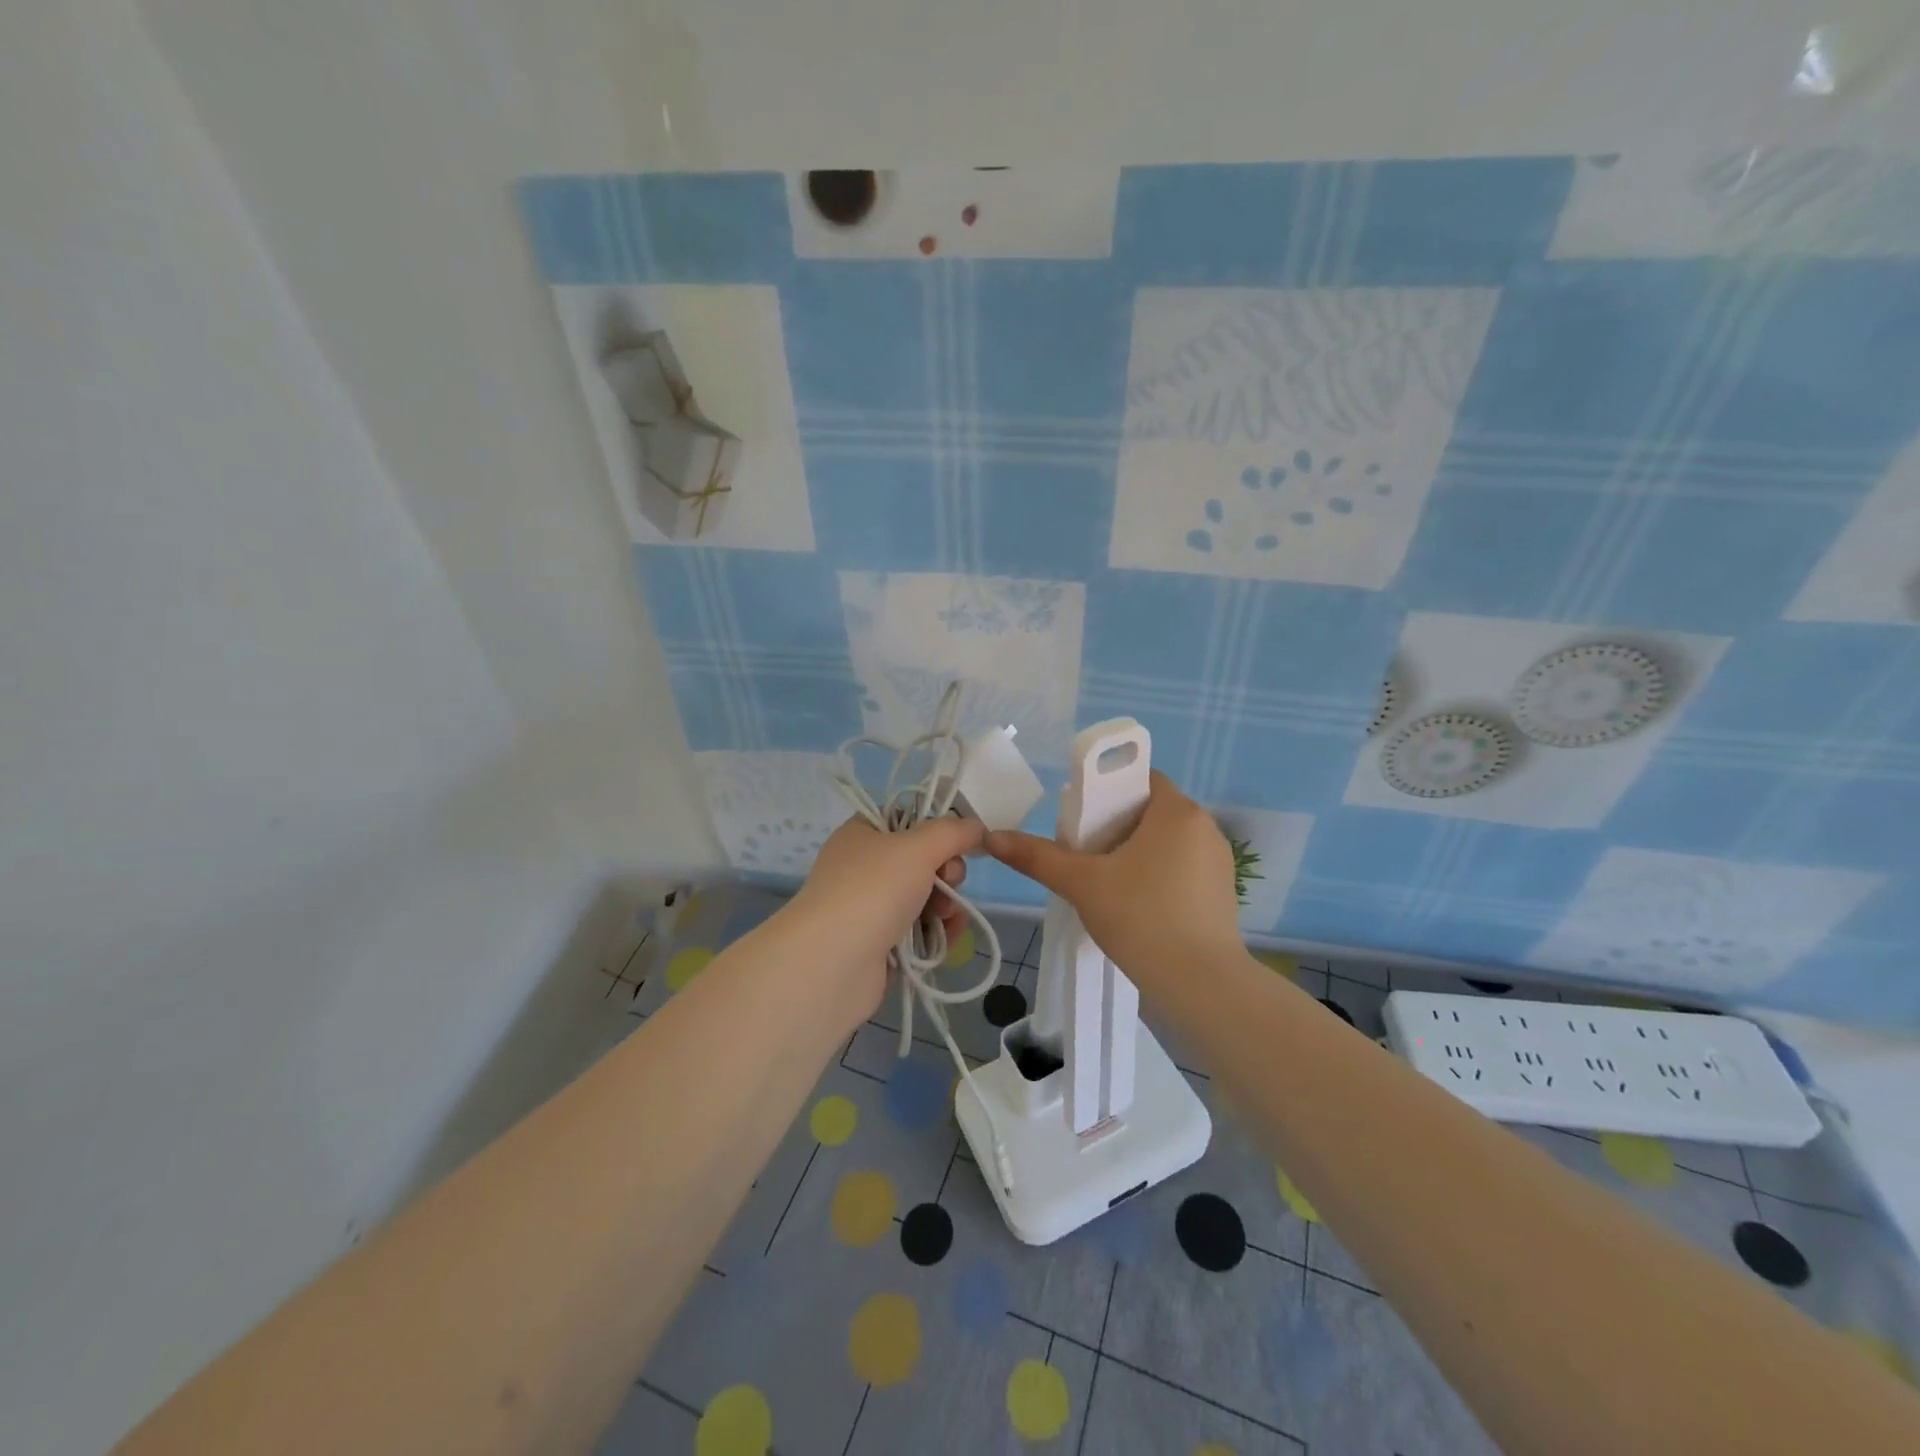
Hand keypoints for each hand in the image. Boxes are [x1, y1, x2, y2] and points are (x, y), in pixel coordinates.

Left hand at [790, 814, 985, 1017]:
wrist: (833, 964)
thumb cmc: (873, 890)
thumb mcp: (918, 847)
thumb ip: (953, 832)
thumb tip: (976, 826)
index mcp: (863, 834)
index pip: (906, 818)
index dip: (935, 827)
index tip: (955, 840)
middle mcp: (864, 867)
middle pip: (922, 860)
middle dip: (946, 871)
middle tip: (949, 881)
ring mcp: (870, 908)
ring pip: (925, 896)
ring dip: (946, 903)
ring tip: (945, 916)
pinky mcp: (880, 945)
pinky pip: (920, 930)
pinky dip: (938, 931)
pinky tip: (949, 936)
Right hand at [986, 771, 1241, 985]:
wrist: (1200, 984)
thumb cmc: (1141, 919)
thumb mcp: (1082, 884)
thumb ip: (1037, 857)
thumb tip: (992, 837)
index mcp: (1176, 811)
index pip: (1141, 778)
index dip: (1109, 791)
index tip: (1084, 819)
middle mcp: (1204, 827)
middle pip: (1152, 810)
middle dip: (1118, 825)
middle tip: (1087, 853)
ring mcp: (1218, 860)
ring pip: (1168, 840)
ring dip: (1139, 851)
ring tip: (1109, 881)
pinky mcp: (1223, 891)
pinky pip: (1184, 866)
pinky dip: (1160, 873)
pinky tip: (1138, 904)